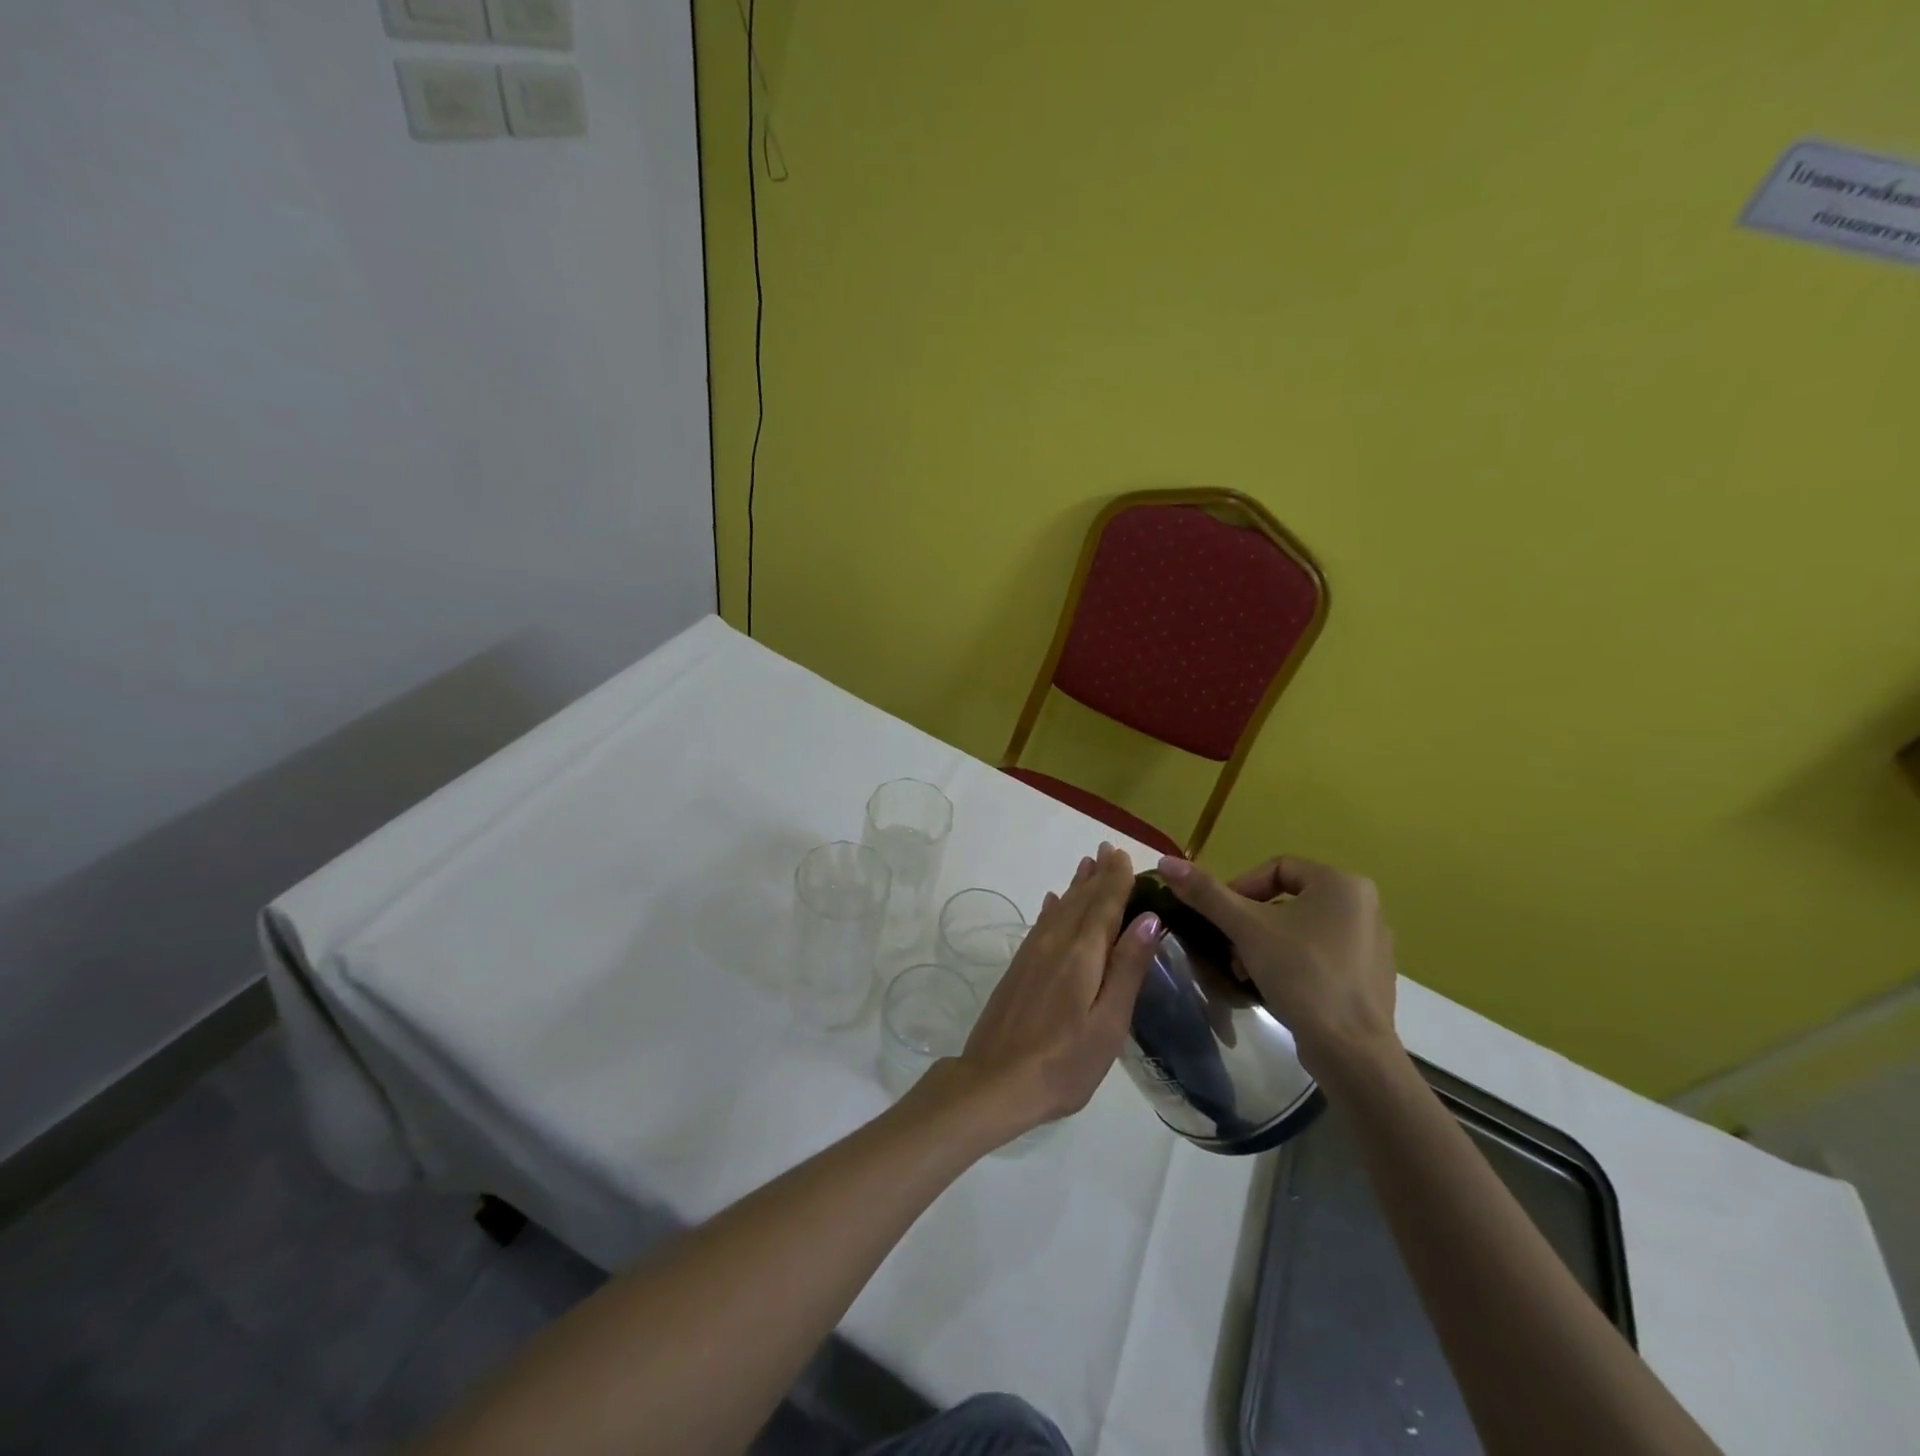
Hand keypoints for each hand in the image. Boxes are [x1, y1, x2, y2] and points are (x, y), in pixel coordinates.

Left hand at [947, 843, 1162, 1141]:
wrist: (996, 1081)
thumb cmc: (1064, 1061)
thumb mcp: (1109, 1022)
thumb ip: (1128, 967)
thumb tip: (1149, 918)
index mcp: (1082, 954)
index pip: (1104, 906)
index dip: (1116, 879)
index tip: (1124, 854)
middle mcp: (1055, 943)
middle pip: (1081, 900)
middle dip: (1097, 875)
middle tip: (1108, 849)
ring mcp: (1032, 954)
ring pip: (1059, 908)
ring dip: (1076, 886)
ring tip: (1087, 865)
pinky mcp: (1018, 968)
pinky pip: (1040, 924)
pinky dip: (1051, 908)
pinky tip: (1051, 902)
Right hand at [1157, 854, 1398, 1081]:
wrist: (1350, 1049)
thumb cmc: (1301, 974)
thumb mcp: (1246, 928)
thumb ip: (1206, 893)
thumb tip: (1165, 861)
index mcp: (1342, 883)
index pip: (1277, 867)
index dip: (1241, 887)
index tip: (1222, 917)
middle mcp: (1364, 905)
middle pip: (1288, 899)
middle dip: (1251, 922)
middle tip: (1230, 947)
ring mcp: (1372, 942)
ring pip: (1303, 928)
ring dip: (1267, 943)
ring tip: (1246, 970)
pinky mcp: (1371, 975)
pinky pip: (1322, 954)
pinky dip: (1294, 962)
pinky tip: (1276, 987)